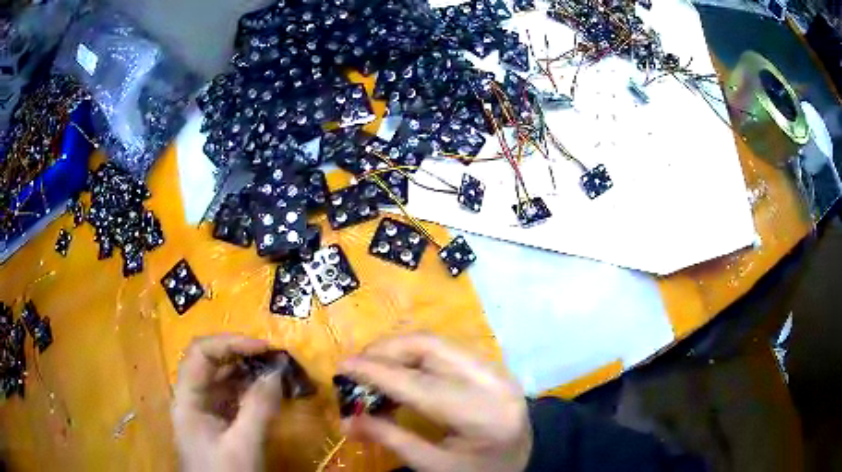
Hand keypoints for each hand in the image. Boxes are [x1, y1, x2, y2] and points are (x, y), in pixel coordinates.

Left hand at [172, 335, 282, 471]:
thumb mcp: (243, 446)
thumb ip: (259, 408)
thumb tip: (277, 372)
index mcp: (188, 399)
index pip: (200, 353)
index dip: (230, 342)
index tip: (264, 347)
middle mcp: (194, 398)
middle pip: (212, 362)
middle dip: (243, 354)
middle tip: (277, 357)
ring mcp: (207, 410)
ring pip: (225, 379)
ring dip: (251, 371)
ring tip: (279, 371)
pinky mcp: (221, 422)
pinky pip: (235, 397)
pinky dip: (254, 390)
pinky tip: (272, 392)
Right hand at [340, 333, 531, 471]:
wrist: (522, 460)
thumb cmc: (479, 471)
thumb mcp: (434, 466)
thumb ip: (391, 439)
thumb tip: (347, 420)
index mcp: (483, 415)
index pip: (420, 385)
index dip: (377, 372)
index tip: (342, 365)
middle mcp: (494, 381)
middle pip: (432, 346)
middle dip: (387, 349)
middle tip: (358, 365)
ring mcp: (497, 368)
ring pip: (438, 342)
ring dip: (400, 350)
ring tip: (375, 368)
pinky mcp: (492, 364)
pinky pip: (447, 349)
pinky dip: (417, 355)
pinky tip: (402, 371)